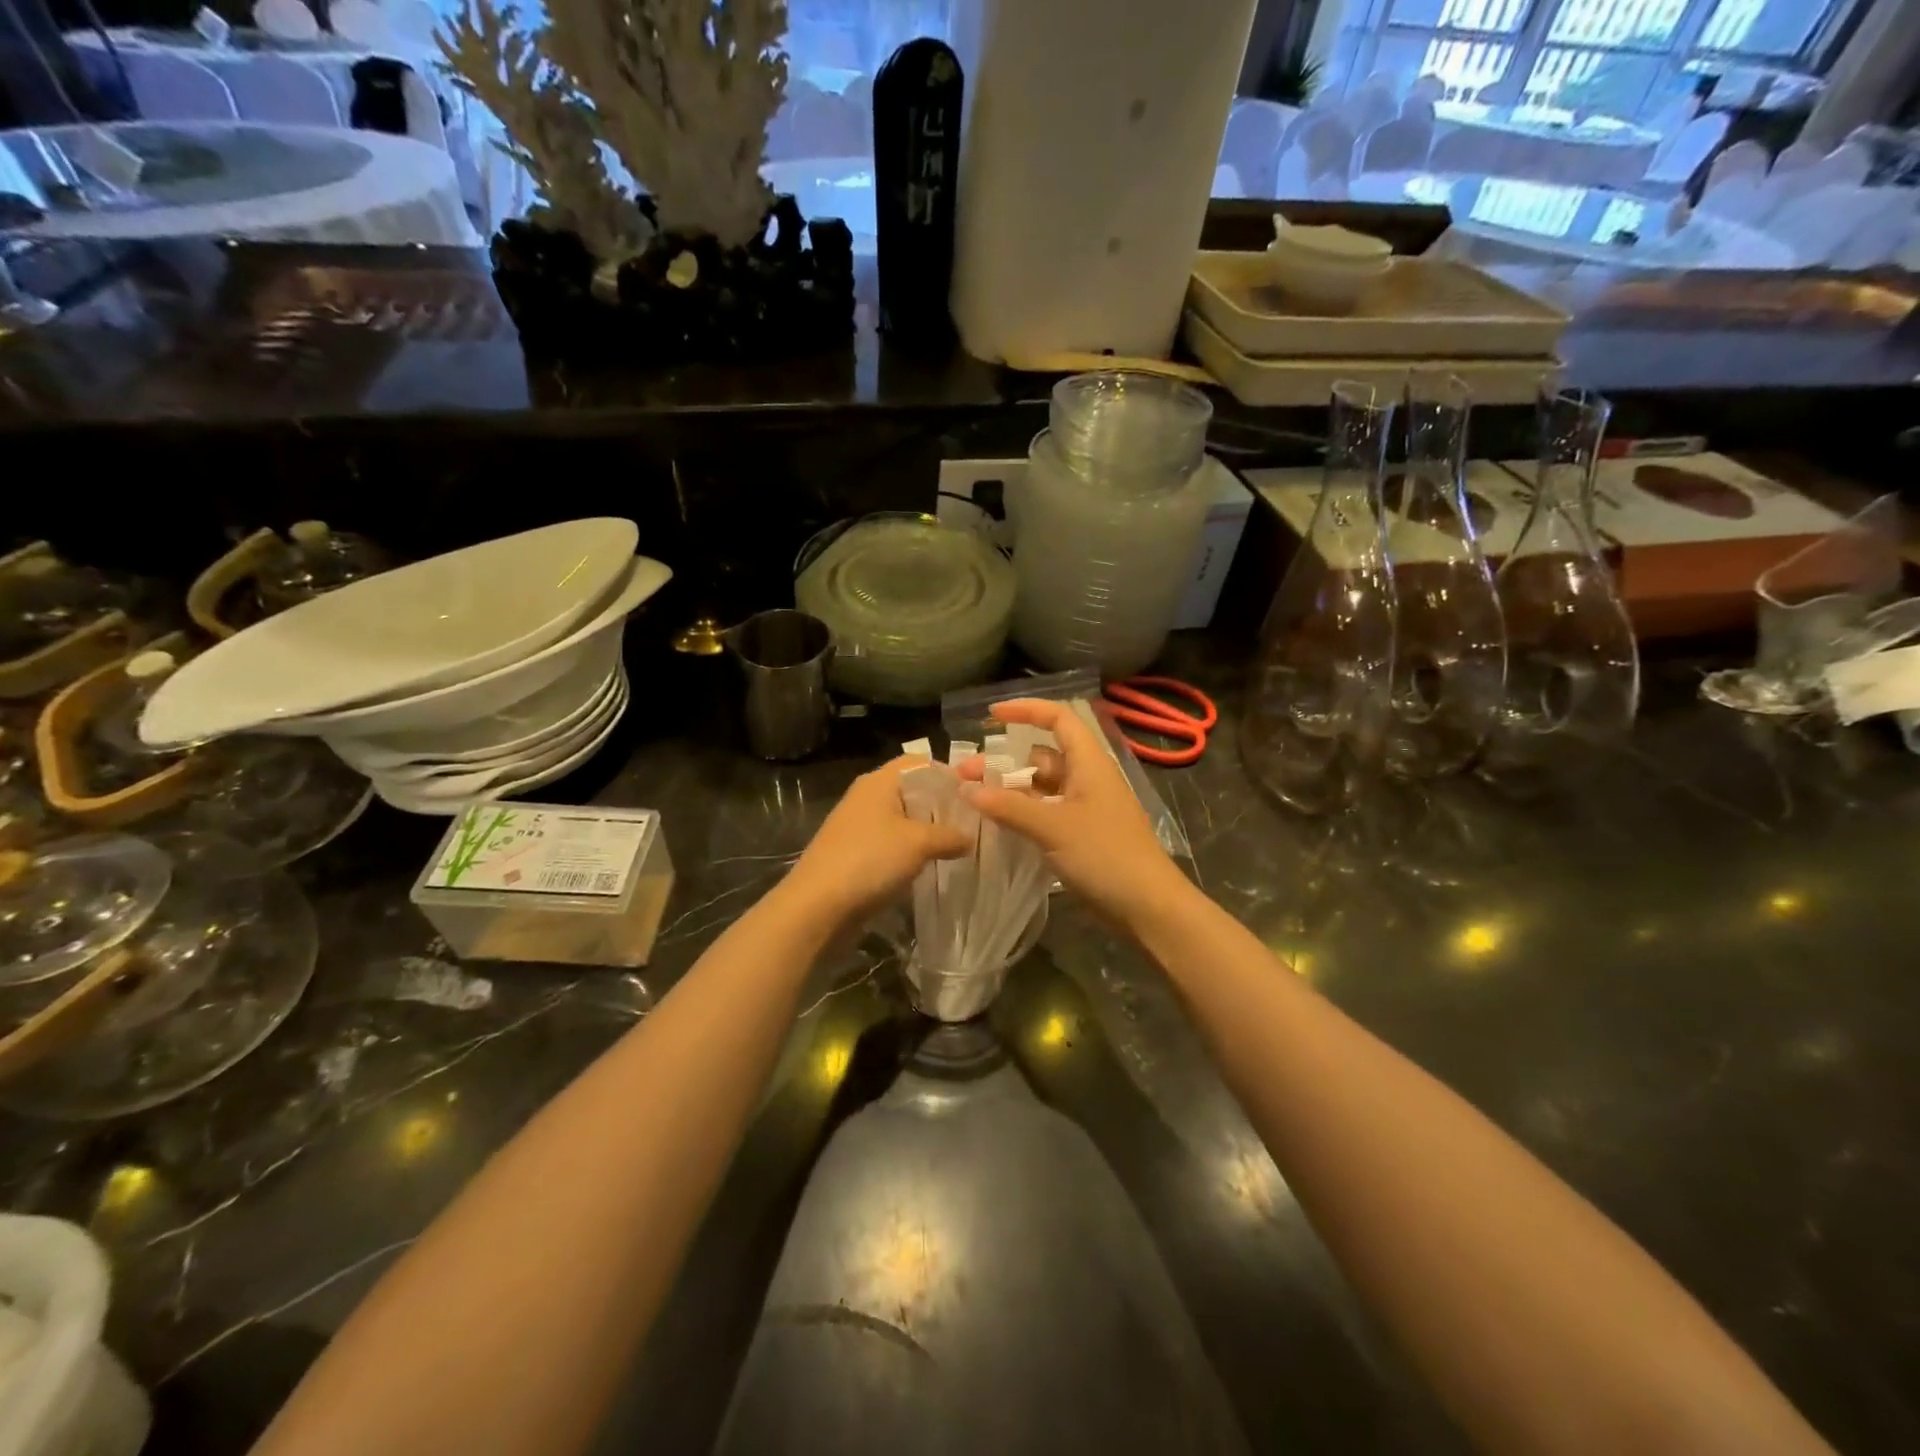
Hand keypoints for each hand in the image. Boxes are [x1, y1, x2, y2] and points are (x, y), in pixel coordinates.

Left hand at [782, 756, 970, 926]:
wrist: (817, 906)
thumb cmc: (870, 860)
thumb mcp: (919, 843)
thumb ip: (950, 835)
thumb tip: (969, 838)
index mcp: (879, 781)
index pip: (920, 763)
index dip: (949, 774)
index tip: (977, 794)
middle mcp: (868, 797)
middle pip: (913, 791)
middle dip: (942, 806)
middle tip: (974, 822)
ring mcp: (859, 826)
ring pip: (903, 820)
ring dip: (928, 831)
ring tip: (959, 845)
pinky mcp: (856, 853)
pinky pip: (892, 843)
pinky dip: (911, 851)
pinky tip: (931, 865)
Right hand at [958, 699, 1189, 928]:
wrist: (1148, 906)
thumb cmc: (1105, 855)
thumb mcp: (1053, 827)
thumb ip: (1008, 807)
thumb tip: (967, 789)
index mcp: (1089, 763)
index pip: (1059, 719)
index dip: (1026, 710)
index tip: (990, 716)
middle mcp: (1086, 779)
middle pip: (1041, 757)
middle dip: (1002, 761)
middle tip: (963, 775)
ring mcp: (1084, 808)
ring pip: (1040, 788)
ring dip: (1008, 790)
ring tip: (972, 799)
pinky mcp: (1081, 834)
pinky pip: (1045, 813)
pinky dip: (1021, 813)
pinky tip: (996, 824)